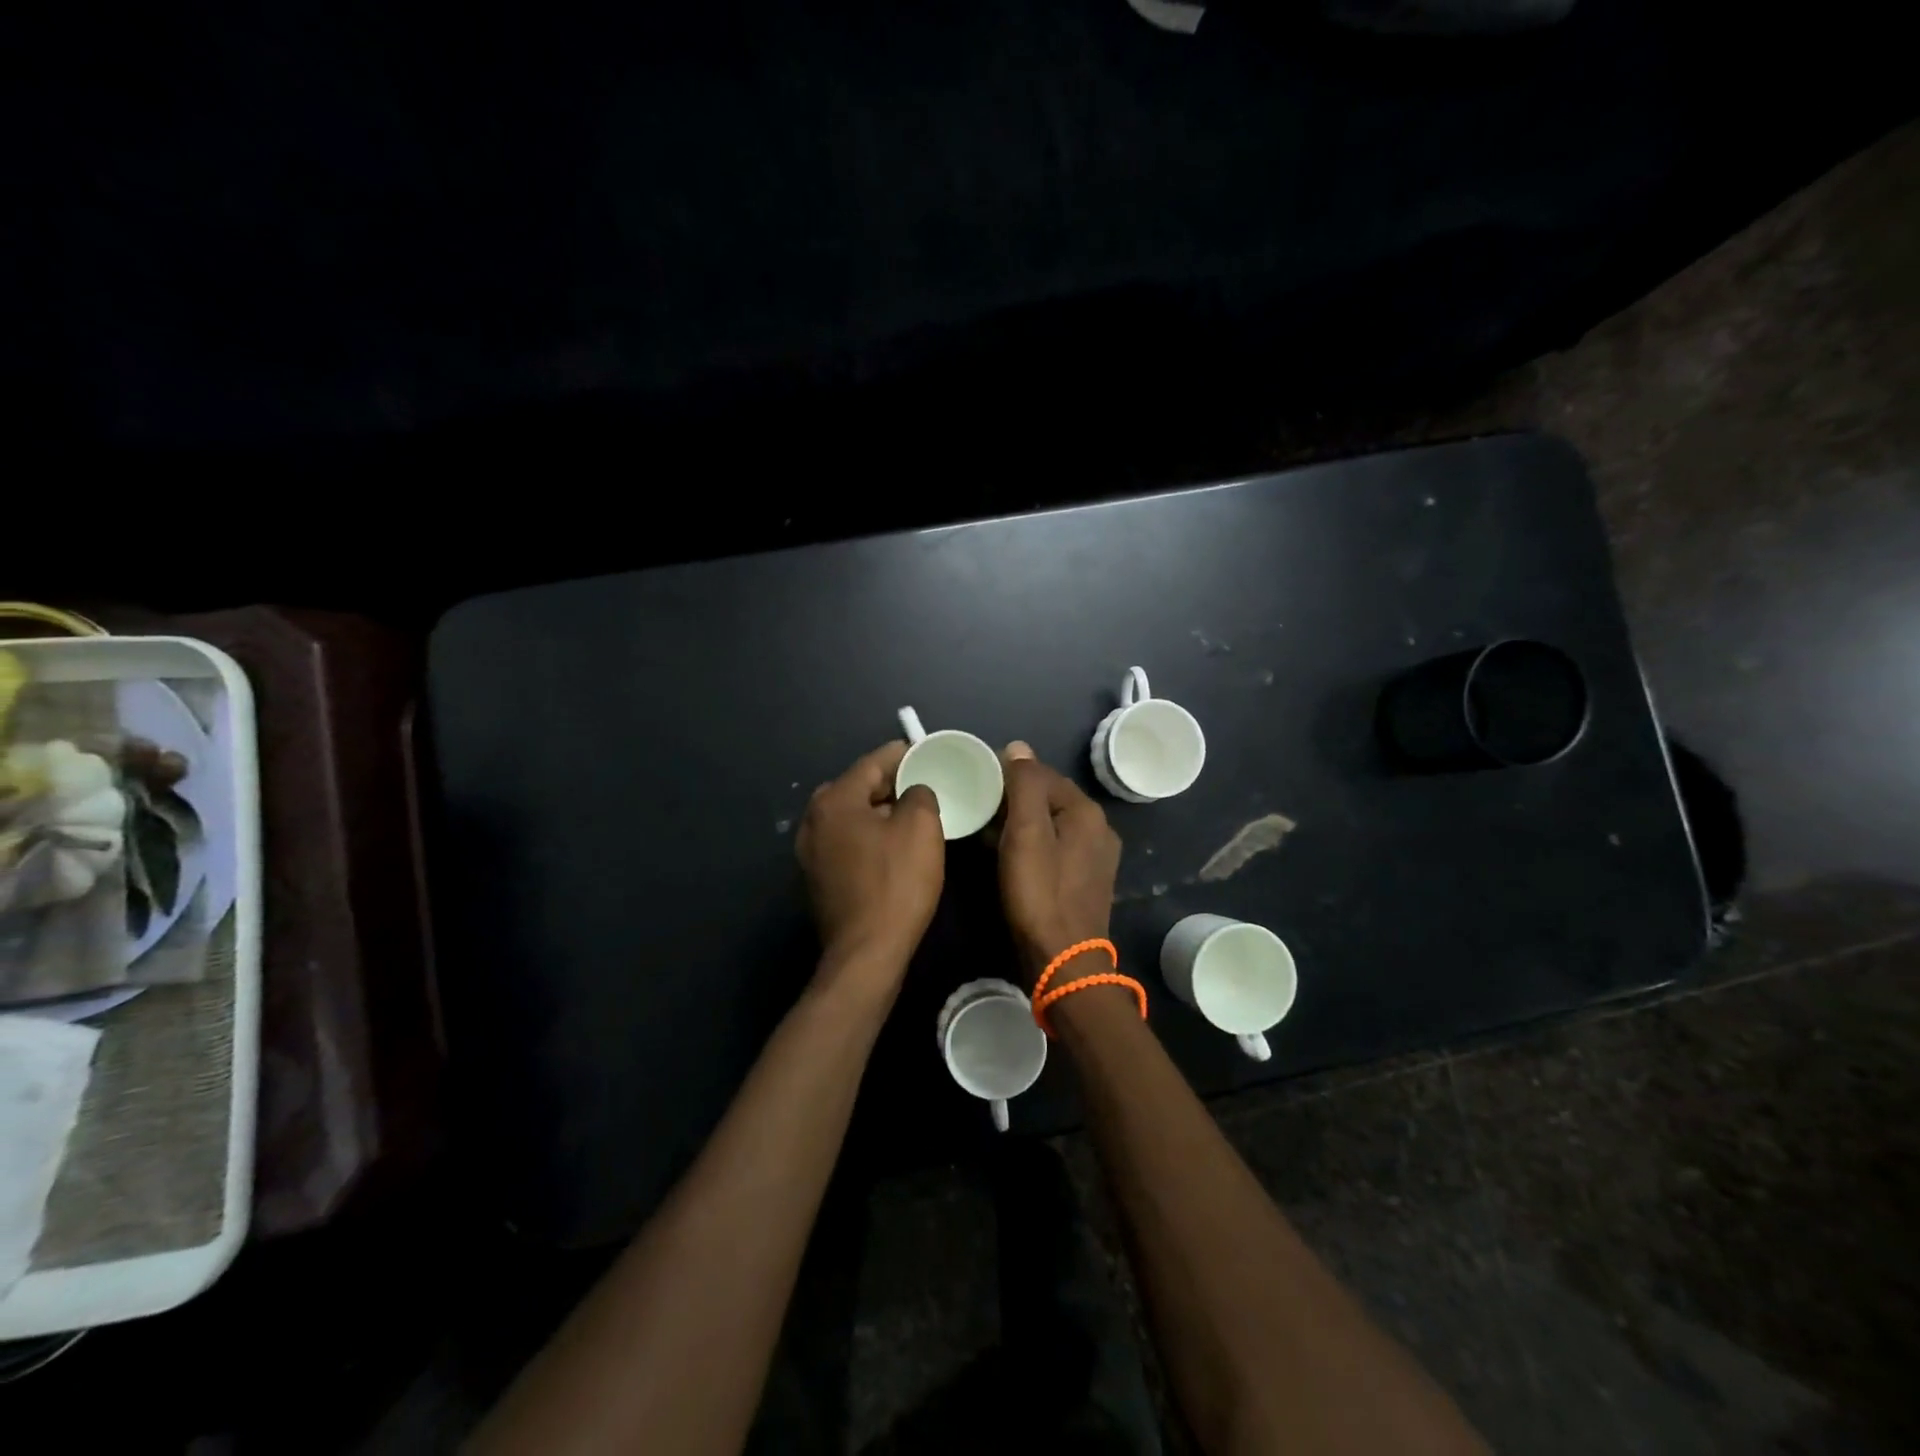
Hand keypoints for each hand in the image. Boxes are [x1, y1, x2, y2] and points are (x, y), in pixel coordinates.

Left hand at [797, 741, 944, 987]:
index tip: (928, 753)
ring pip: (852, 816)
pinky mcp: (818, 877)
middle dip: (891, 783)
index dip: (904, 754)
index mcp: (833, 800)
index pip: (873, 762)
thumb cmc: (896, 883)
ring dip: (881, 812)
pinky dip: (869, 836)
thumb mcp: (921, 828)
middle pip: (858, 787)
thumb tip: (913, 793)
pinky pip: (847, 841)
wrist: (866, 952)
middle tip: (925, 785)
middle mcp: (813, 820)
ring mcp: (810, 851)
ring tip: (914, 815)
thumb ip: (919, 794)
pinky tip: (893, 847)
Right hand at [995, 742, 1121, 984]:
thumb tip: (1018, 747)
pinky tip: (1005, 851)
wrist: (1063, 961)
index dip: (1009, 771)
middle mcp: (1097, 829)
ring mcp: (1093, 857)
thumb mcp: (1026, 834)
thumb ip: (1024, 786)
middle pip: (1048, 797)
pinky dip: (1029, 842)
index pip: (1043, 773)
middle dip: (1013, 795)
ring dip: (1019, 820)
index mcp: (1086, 812)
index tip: (975, 776)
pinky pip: (1052, 847)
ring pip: (1049, 823)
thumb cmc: (1040, 893)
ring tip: (983, 823)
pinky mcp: (1083, 880)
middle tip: (975, 800)